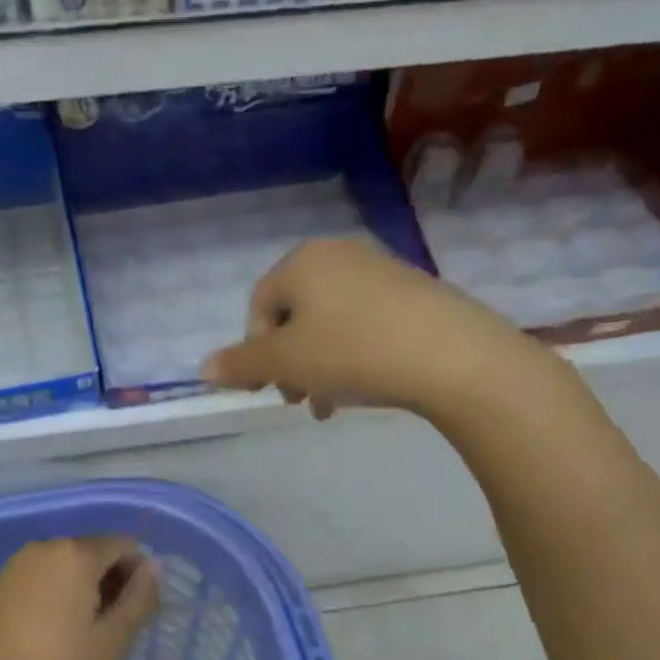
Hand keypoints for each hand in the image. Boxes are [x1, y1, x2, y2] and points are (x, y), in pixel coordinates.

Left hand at [0, 537, 159, 659]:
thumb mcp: (113, 641)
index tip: (137, 615)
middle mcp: (45, 547)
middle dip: (111, 581)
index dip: (138, 575)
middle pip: (93, 552)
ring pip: (66, 565)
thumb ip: (140, 597)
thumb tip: (152, 565)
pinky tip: (52, 634)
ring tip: (83, 636)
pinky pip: (42, 577)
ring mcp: (17, 564)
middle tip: (112, 630)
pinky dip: (57, 594)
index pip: (123, 545)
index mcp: (75, 553)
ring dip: (84, 589)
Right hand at [200, 237, 536, 417]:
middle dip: (291, 363)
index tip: (266, 390)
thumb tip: (205, 369)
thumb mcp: (287, 362)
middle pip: (296, 315)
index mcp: (302, 261)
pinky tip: (368, 385)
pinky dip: (356, 353)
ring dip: (321, 365)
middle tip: (300, 400)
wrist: (455, 356)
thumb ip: (242, 364)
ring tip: (333, 404)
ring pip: (331, 322)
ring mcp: (381, 269)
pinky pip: (367, 322)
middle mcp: (339, 255)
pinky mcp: (415, 290)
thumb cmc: (354, 352)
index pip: (260, 307)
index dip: (255, 352)